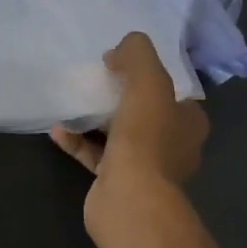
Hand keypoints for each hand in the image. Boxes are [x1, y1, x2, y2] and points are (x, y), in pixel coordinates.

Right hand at [49, 32, 207, 233]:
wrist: (130, 200)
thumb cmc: (146, 139)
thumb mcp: (148, 82)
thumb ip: (138, 55)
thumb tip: (123, 48)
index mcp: (188, 123)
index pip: (173, 92)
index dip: (150, 74)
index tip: (122, 62)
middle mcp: (172, 146)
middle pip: (145, 112)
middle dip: (121, 95)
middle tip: (98, 79)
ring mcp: (145, 167)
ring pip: (119, 134)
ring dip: (96, 118)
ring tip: (74, 101)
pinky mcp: (117, 182)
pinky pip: (96, 155)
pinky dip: (78, 141)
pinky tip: (58, 130)